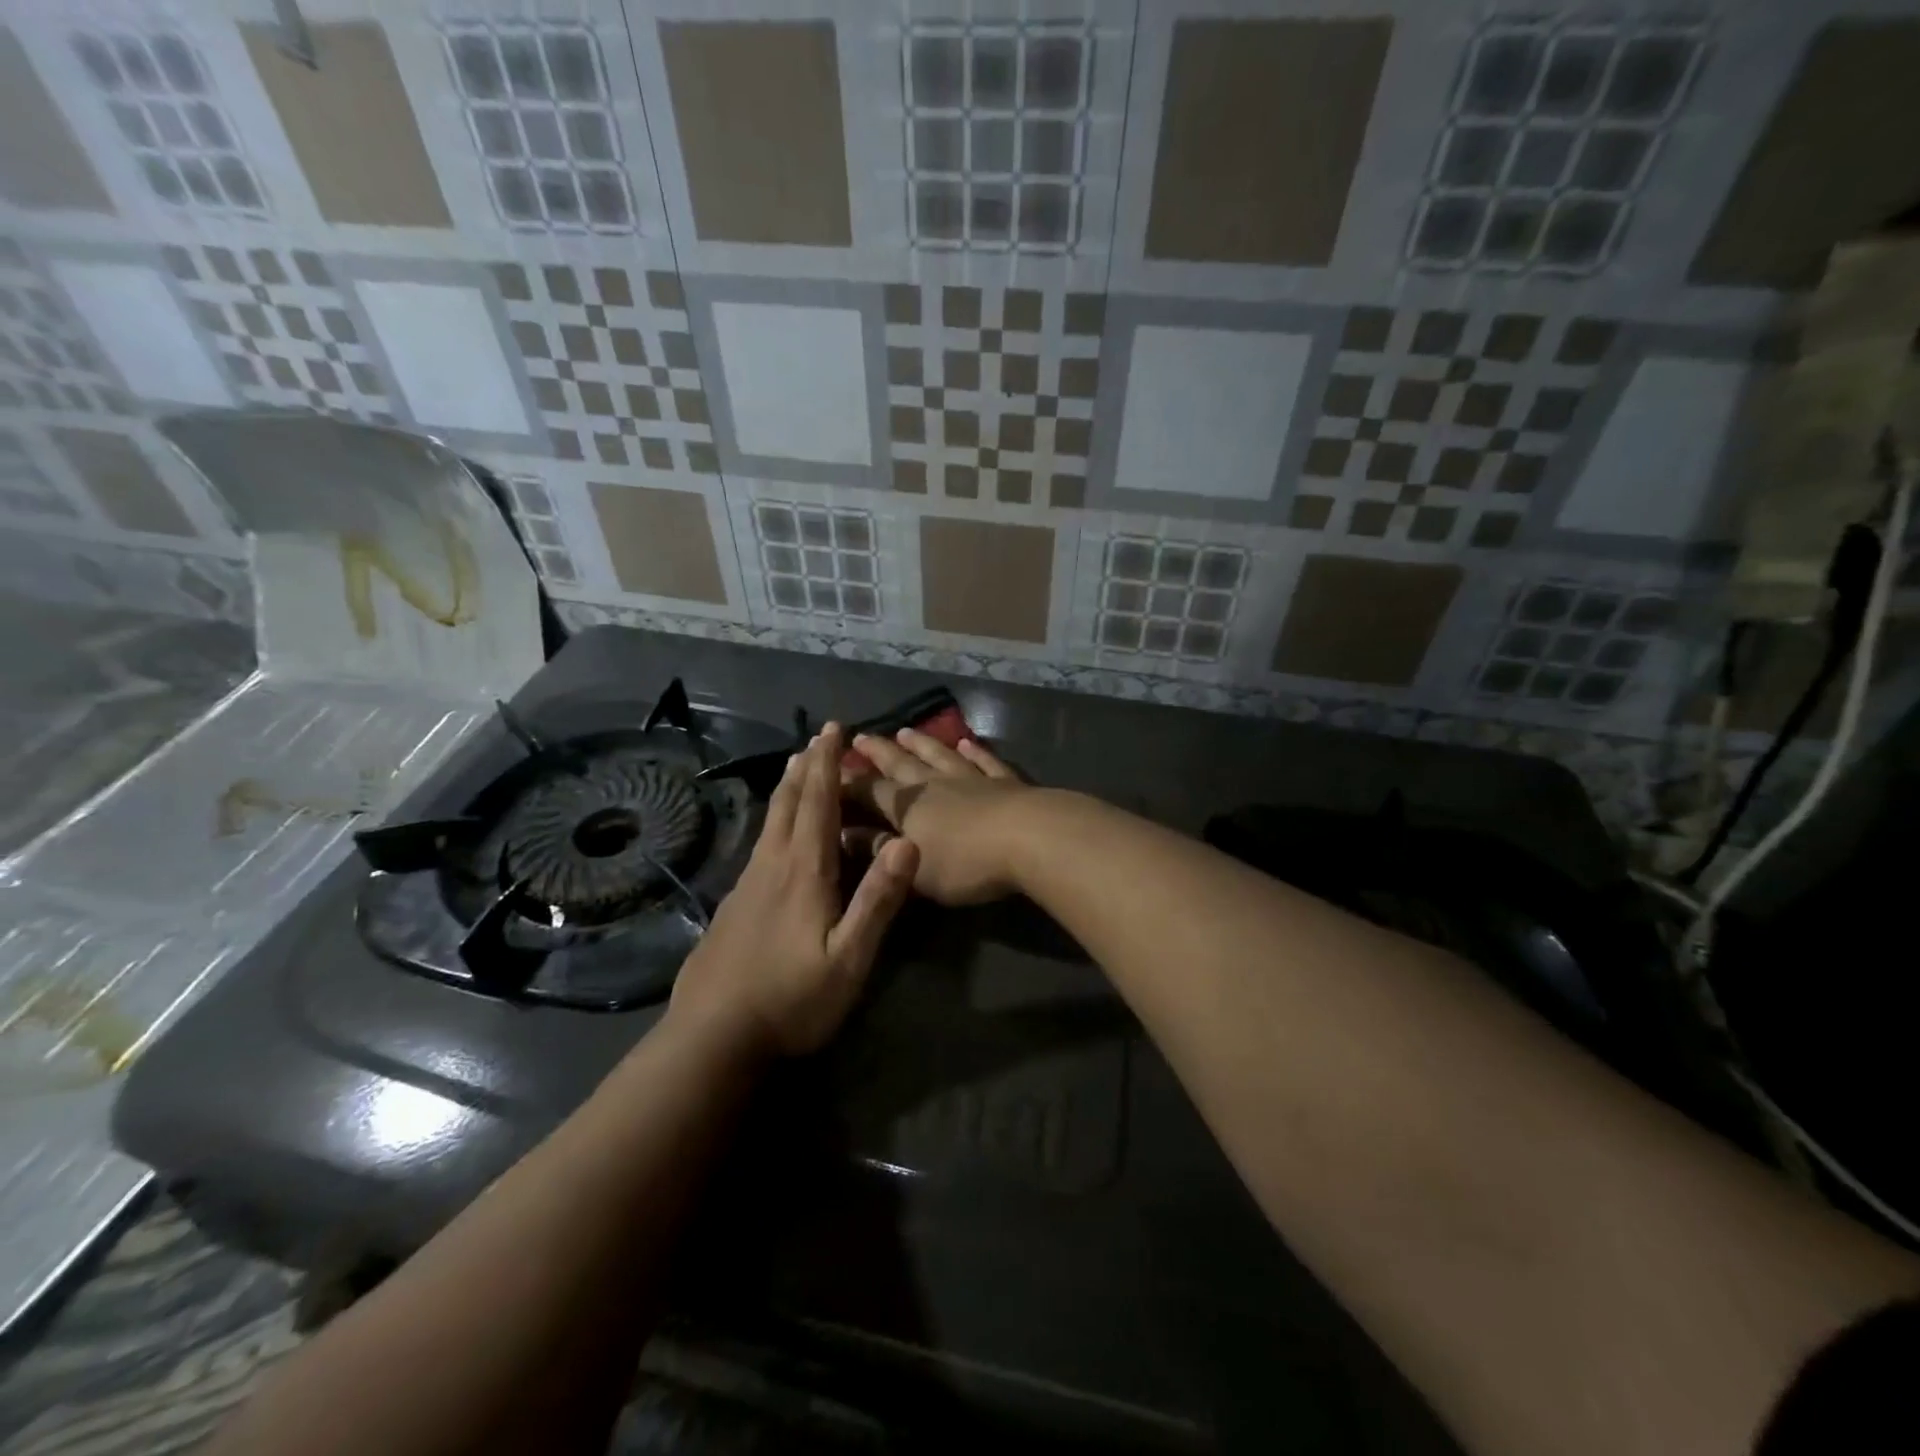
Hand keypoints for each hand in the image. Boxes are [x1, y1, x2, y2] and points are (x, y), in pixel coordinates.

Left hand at [668, 724, 918, 1058]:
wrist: (711, 1037)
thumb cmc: (791, 999)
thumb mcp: (848, 958)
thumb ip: (877, 900)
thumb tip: (907, 842)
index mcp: (803, 871)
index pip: (818, 802)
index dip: (827, 763)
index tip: (832, 728)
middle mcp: (772, 865)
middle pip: (789, 803)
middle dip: (806, 766)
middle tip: (816, 738)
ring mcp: (747, 884)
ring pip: (770, 822)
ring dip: (788, 789)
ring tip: (797, 769)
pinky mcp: (734, 905)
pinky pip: (760, 844)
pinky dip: (776, 820)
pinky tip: (776, 836)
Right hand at [842, 728, 1031, 906]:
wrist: (1029, 838)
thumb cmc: (965, 863)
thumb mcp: (914, 868)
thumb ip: (880, 850)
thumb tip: (844, 834)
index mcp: (908, 806)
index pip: (870, 791)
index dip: (848, 784)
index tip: (829, 771)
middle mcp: (935, 784)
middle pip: (901, 764)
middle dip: (879, 752)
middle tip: (861, 736)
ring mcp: (972, 778)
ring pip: (940, 755)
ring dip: (922, 744)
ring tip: (906, 731)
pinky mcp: (1005, 781)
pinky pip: (985, 761)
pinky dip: (975, 750)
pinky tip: (968, 742)